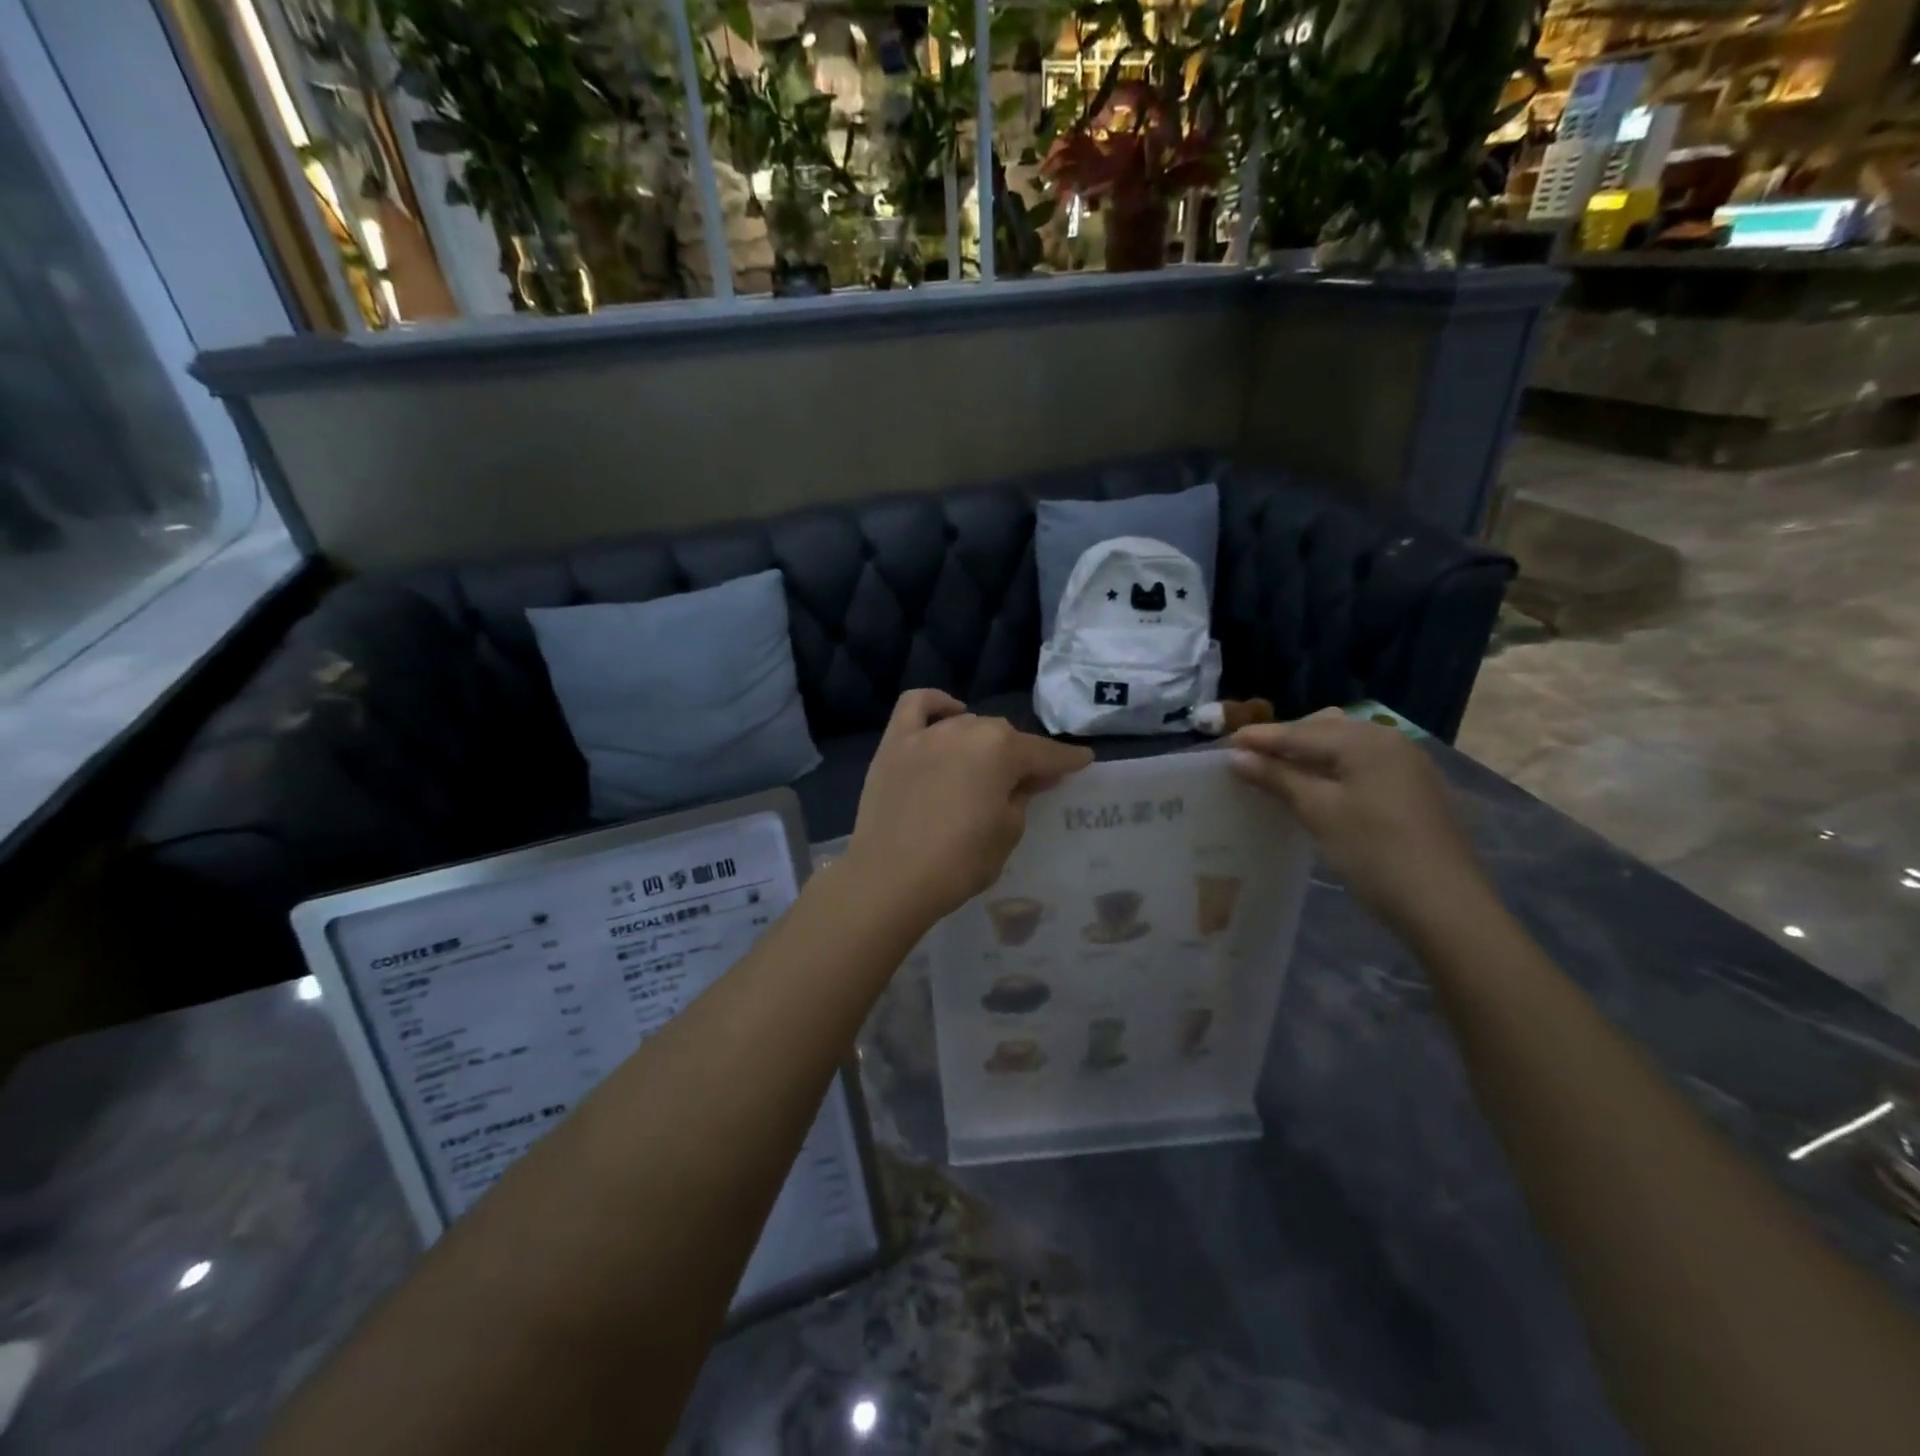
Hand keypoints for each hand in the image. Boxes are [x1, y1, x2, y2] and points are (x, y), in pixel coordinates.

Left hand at [845, 690, 1093, 925]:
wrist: (890, 879)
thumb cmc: (959, 862)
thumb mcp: (1007, 833)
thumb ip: (1022, 797)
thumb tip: (1027, 779)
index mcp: (1002, 750)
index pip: (1045, 753)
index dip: (1067, 759)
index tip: (1083, 761)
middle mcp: (967, 730)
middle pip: (1004, 737)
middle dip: (1021, 756)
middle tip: (1029, 782)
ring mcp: (927, 734)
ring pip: (967, 724)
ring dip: (983, 742)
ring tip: (987, 765)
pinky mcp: (894, 743)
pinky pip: (916, 706)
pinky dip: (936, 704)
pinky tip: (949, 713)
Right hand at [1229, 709, 1490, 934]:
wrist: (1445, 906)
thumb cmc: (1373, 852)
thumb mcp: (1318, 811)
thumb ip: (1277, 778)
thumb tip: (1237, 757)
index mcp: (1365, 740)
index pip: (1299, 732)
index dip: (1259, 738)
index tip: (1223, 745)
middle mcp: (1388, 741)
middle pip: (1323, 731)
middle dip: (1284, 742)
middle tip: (1247, 759)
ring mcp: (1405, 764)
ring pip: (1343, 747)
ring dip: (1308, 755)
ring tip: (1275, 772)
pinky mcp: (1412, 788)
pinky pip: (1361, 764)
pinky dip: (1332, 769)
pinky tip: (1315, 787)